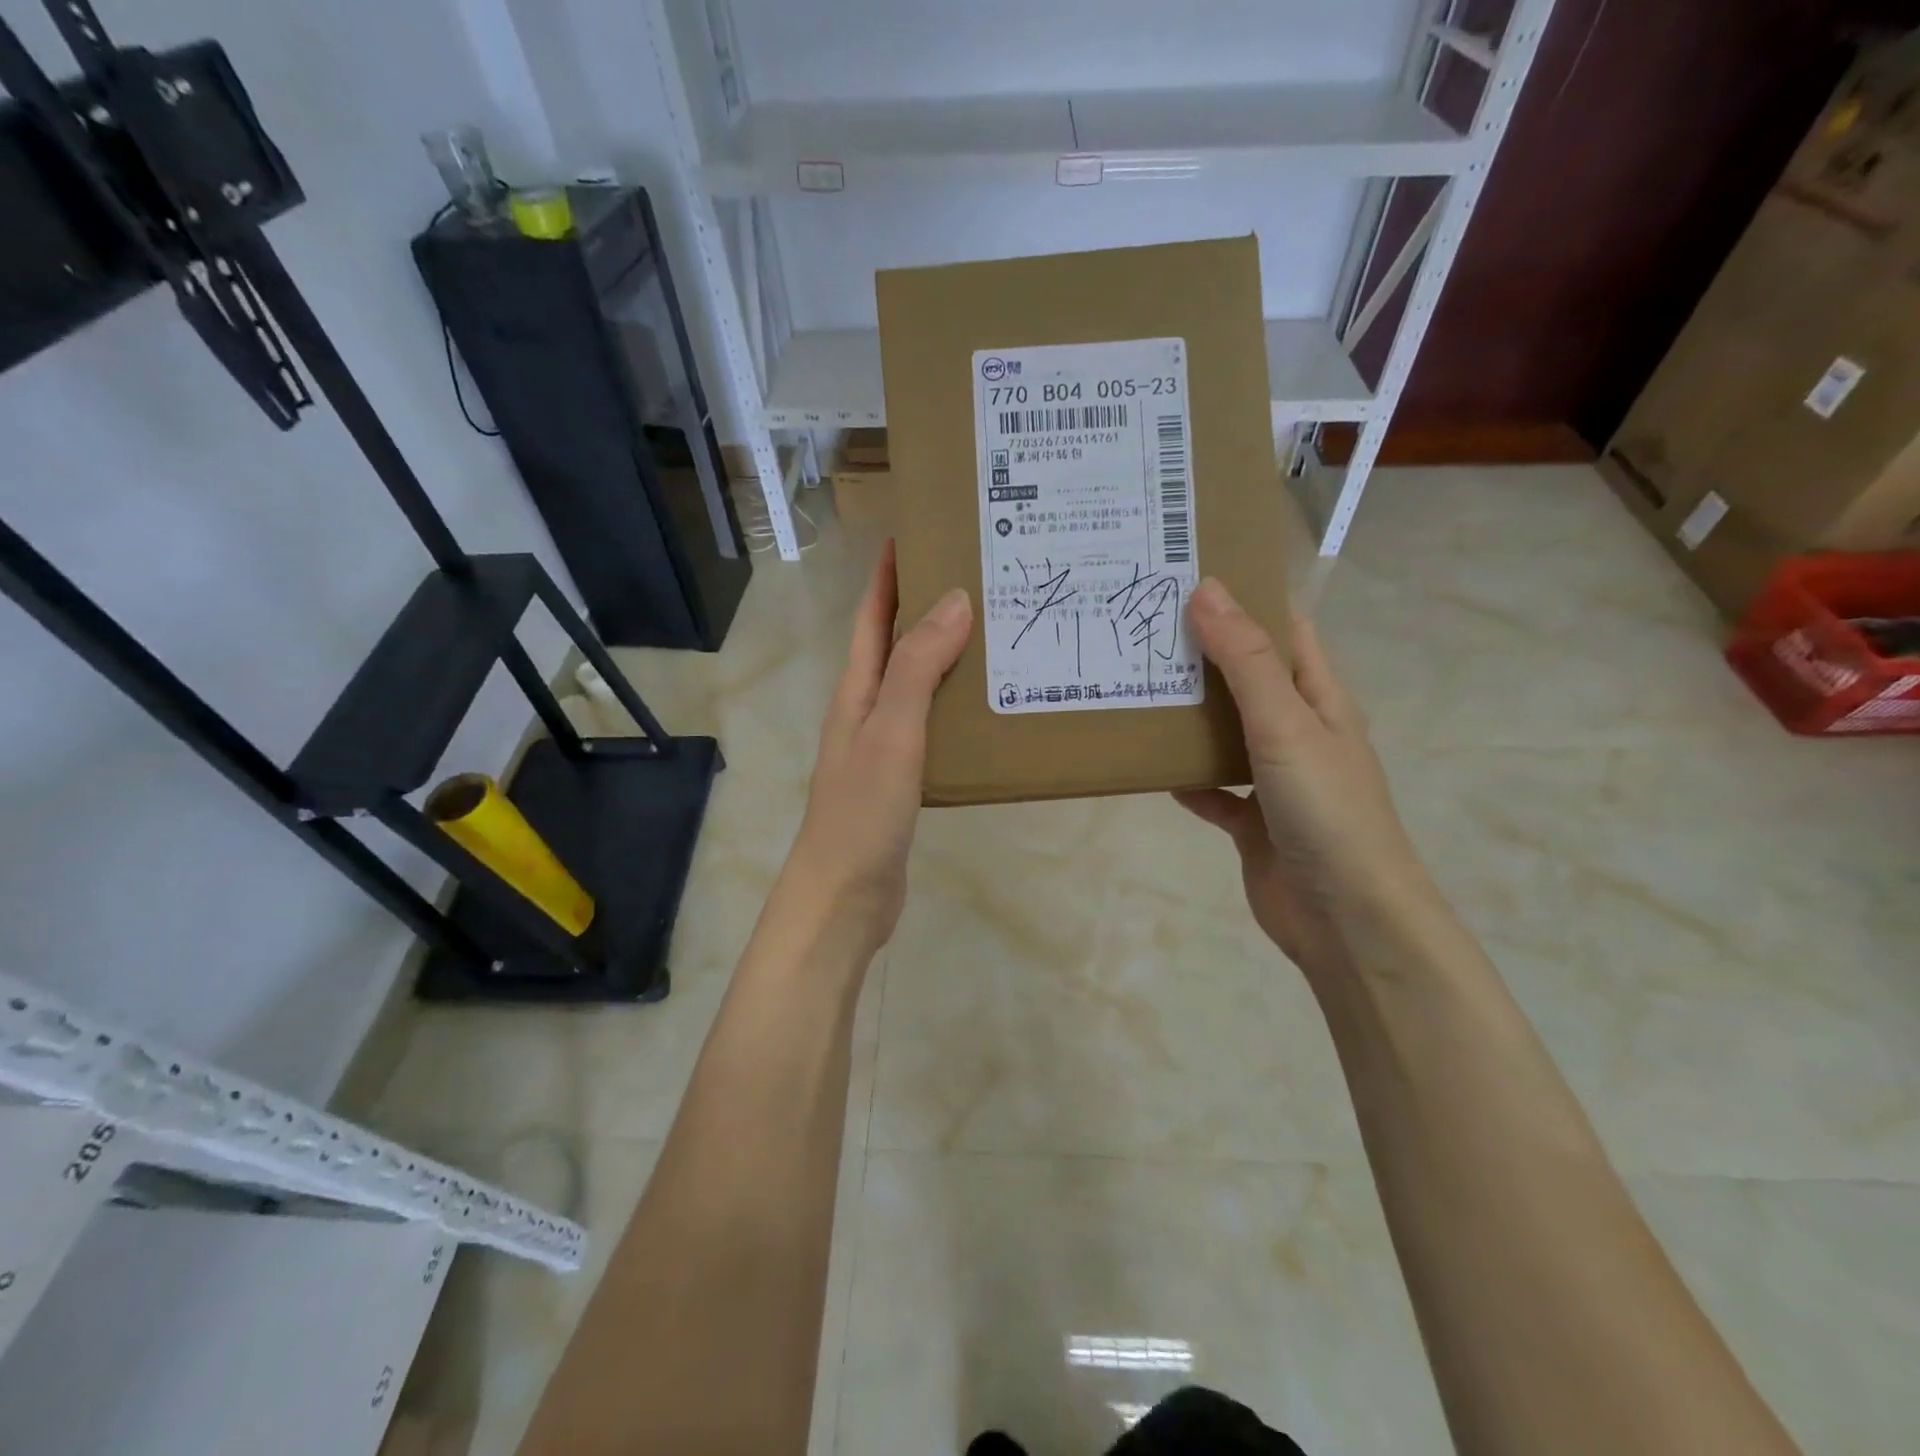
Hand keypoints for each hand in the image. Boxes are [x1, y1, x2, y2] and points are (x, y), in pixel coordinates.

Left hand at [790, 541, 970, 957]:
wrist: (845, 896)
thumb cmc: (862, 810)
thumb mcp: (892, 731)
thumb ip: (918, 667)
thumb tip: (954, 599)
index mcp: (857, 691)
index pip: (872, 616)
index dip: (890, 574)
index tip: (921, 532)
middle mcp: (867, 711)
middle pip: (896, 645)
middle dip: (928, 606)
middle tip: (981, 578)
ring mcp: (884, 746)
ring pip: (918, 685)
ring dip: (948, 655)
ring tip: (997, 632)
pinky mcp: (904, 778)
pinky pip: (933, 725)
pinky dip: (956, 705)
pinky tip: (989, 708)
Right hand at [1174, 579, 1432, 982]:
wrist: (1346, 917)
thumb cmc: (1326, 809)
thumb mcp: (1285, 724)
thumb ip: (1244, 660)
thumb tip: (1207, 589)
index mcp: (1320, 698)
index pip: (1285, 631)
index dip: (1247, 599)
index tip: (1190, 575)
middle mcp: (1299, 732)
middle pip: (1248, 679)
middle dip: (1205, 655)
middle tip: (1145, 629)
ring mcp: (1277, 779)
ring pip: (1227, 734)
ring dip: (1191, 718)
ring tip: (1138, 689)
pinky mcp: (1254, 822)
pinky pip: (1214, 791)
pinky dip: (1187, 781)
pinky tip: (1153, 772)